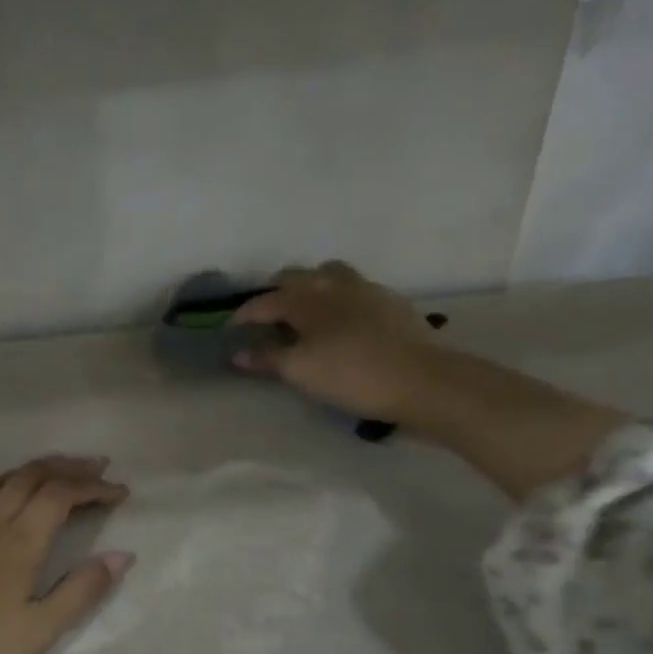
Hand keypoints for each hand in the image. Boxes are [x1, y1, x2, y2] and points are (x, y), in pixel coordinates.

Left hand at [0, 454, 132, 653]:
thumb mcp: (39, 634)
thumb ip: (81, 591)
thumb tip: (122, 554)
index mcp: (19, 544)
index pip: (61, 496)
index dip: (92, 486)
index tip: (119, 491)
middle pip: (29, 478)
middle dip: (65, 467)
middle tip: (93, 465)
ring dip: (25, 471)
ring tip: (47, 472)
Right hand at [230, 261, 444, 425]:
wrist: (421, 379)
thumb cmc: (350, 375)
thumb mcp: (300, 371)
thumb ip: (266, 359)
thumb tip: (237, 353)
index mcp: (304, 298)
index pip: (263, 302)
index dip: (243, 315)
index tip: (231, 328)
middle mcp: (331, 283)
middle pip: (294, 277)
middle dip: (275, 293)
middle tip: (266, 316)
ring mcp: (364, 288)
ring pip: (327, 275)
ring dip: (309, 287)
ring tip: (305, 310)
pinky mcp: (389, 300)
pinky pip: (353, 289)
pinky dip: (337, 298)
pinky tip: (342, 320)